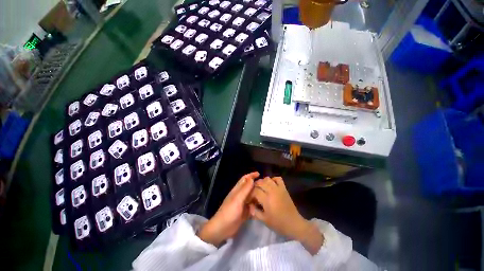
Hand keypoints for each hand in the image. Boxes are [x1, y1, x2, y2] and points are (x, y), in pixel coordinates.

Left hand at [198, 172, 259, 245]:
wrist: (222, 229)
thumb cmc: (229, 212)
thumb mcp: (238, 199)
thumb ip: (245, 189)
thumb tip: (251, 179)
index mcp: (237, 190)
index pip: (245, 179)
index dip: (251, 175)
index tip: (259, 174)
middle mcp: (240, 195)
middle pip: (249, 188)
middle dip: (256, 185)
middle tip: (266, 186)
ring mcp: (242, 204)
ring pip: (252, 197)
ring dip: (257, 196)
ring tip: (266, 196)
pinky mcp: (244, 213)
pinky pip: (252, 207)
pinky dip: (256, 206)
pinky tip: (263, 208)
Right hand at [249, 177, 323, 254]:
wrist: (294, 224)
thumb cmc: (278, 224)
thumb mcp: (264, 220)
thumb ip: (255, 211)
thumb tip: (249, 205)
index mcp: (266, 199)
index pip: (255, 191)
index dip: (250, 193)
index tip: (249, 197)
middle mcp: (272, 191)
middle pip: (260, 183)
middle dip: (255, 186)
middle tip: (254, 192)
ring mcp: (279, 188)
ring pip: (268, 179)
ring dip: (263, 182)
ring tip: (262, 187)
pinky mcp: (284, 188)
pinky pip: (278, 179)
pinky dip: (273, 179)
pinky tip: (271, 184)